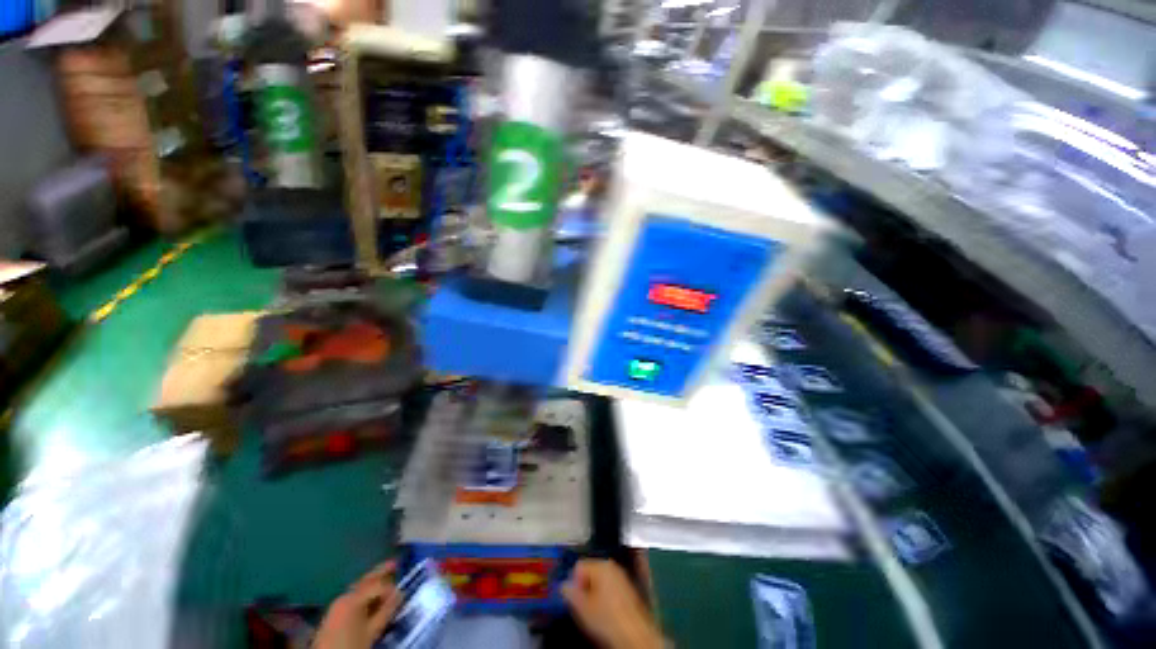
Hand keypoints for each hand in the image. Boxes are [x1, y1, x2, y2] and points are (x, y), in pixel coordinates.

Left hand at [314, 562, 401, 648]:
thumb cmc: (350, 645)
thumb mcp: (371, 631)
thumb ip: (386, 611)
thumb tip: (399, 594)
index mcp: (352, 599)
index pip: (376, 585)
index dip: (390, 587)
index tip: (401, 593)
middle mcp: (344, 597)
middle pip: (365, 581)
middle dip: (380, 572)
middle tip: (395, 562)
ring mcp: (337, 604)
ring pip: (359, 588)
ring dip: (373, 583)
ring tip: (386, 577)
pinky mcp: (335, 613)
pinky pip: (353, 597)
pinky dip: (365, 593)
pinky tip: (371, 597)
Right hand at [562, 559, 664, 648]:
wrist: (634, 634)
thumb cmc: (606, 618)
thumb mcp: (582, 607)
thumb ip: (570, 592)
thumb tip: (563, 586)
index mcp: (601, 565)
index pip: (579, 566)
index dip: (573, 582)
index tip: (574, 599)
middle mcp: (613, 566)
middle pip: (590, 571)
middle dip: (584, 586)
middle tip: (583, 606)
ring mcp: (622, 576)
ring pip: (601, 580)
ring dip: (594, 592)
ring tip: (594, 611)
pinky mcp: (629, 589)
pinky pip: (611, 587)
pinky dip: (605, 597)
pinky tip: (606, 612)